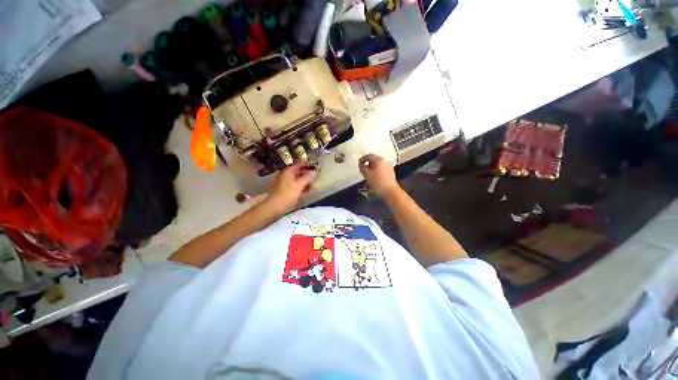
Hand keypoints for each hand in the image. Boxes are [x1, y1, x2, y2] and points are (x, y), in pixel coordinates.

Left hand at [266, 162, 316, 212]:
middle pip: (298, 171)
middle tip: (316, 175)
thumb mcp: (299, 185)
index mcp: (288, 171)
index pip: (299, 164)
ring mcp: (285, 182)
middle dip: (307, 173)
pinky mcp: (285, 189)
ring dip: (305, 180)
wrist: (275, 207)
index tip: (316, 166)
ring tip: (313, 183)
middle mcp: (286, 174)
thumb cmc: (287, 194)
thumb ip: (307, 177)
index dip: (307, 164)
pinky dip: (301, 185)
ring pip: (297, 178)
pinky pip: (295, 184)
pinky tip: (306, 189)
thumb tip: (314, 172)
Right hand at [359, 154, 400, 198]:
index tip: (359, 163)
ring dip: (372, 168)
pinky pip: (381, 170)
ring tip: (368, 175)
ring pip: (378, 165)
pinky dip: (376, 171)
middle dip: (367, 164)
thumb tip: (360, 164)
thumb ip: (362, 168)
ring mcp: (389, 168)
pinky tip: (374, 178)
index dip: (363, 158)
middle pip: (374, 160)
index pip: (369, 155)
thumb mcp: (367, 175)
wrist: (391, 193)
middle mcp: (385, 162)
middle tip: (363, 169)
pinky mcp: (390, 174)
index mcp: (379, 161)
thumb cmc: (378, 183)